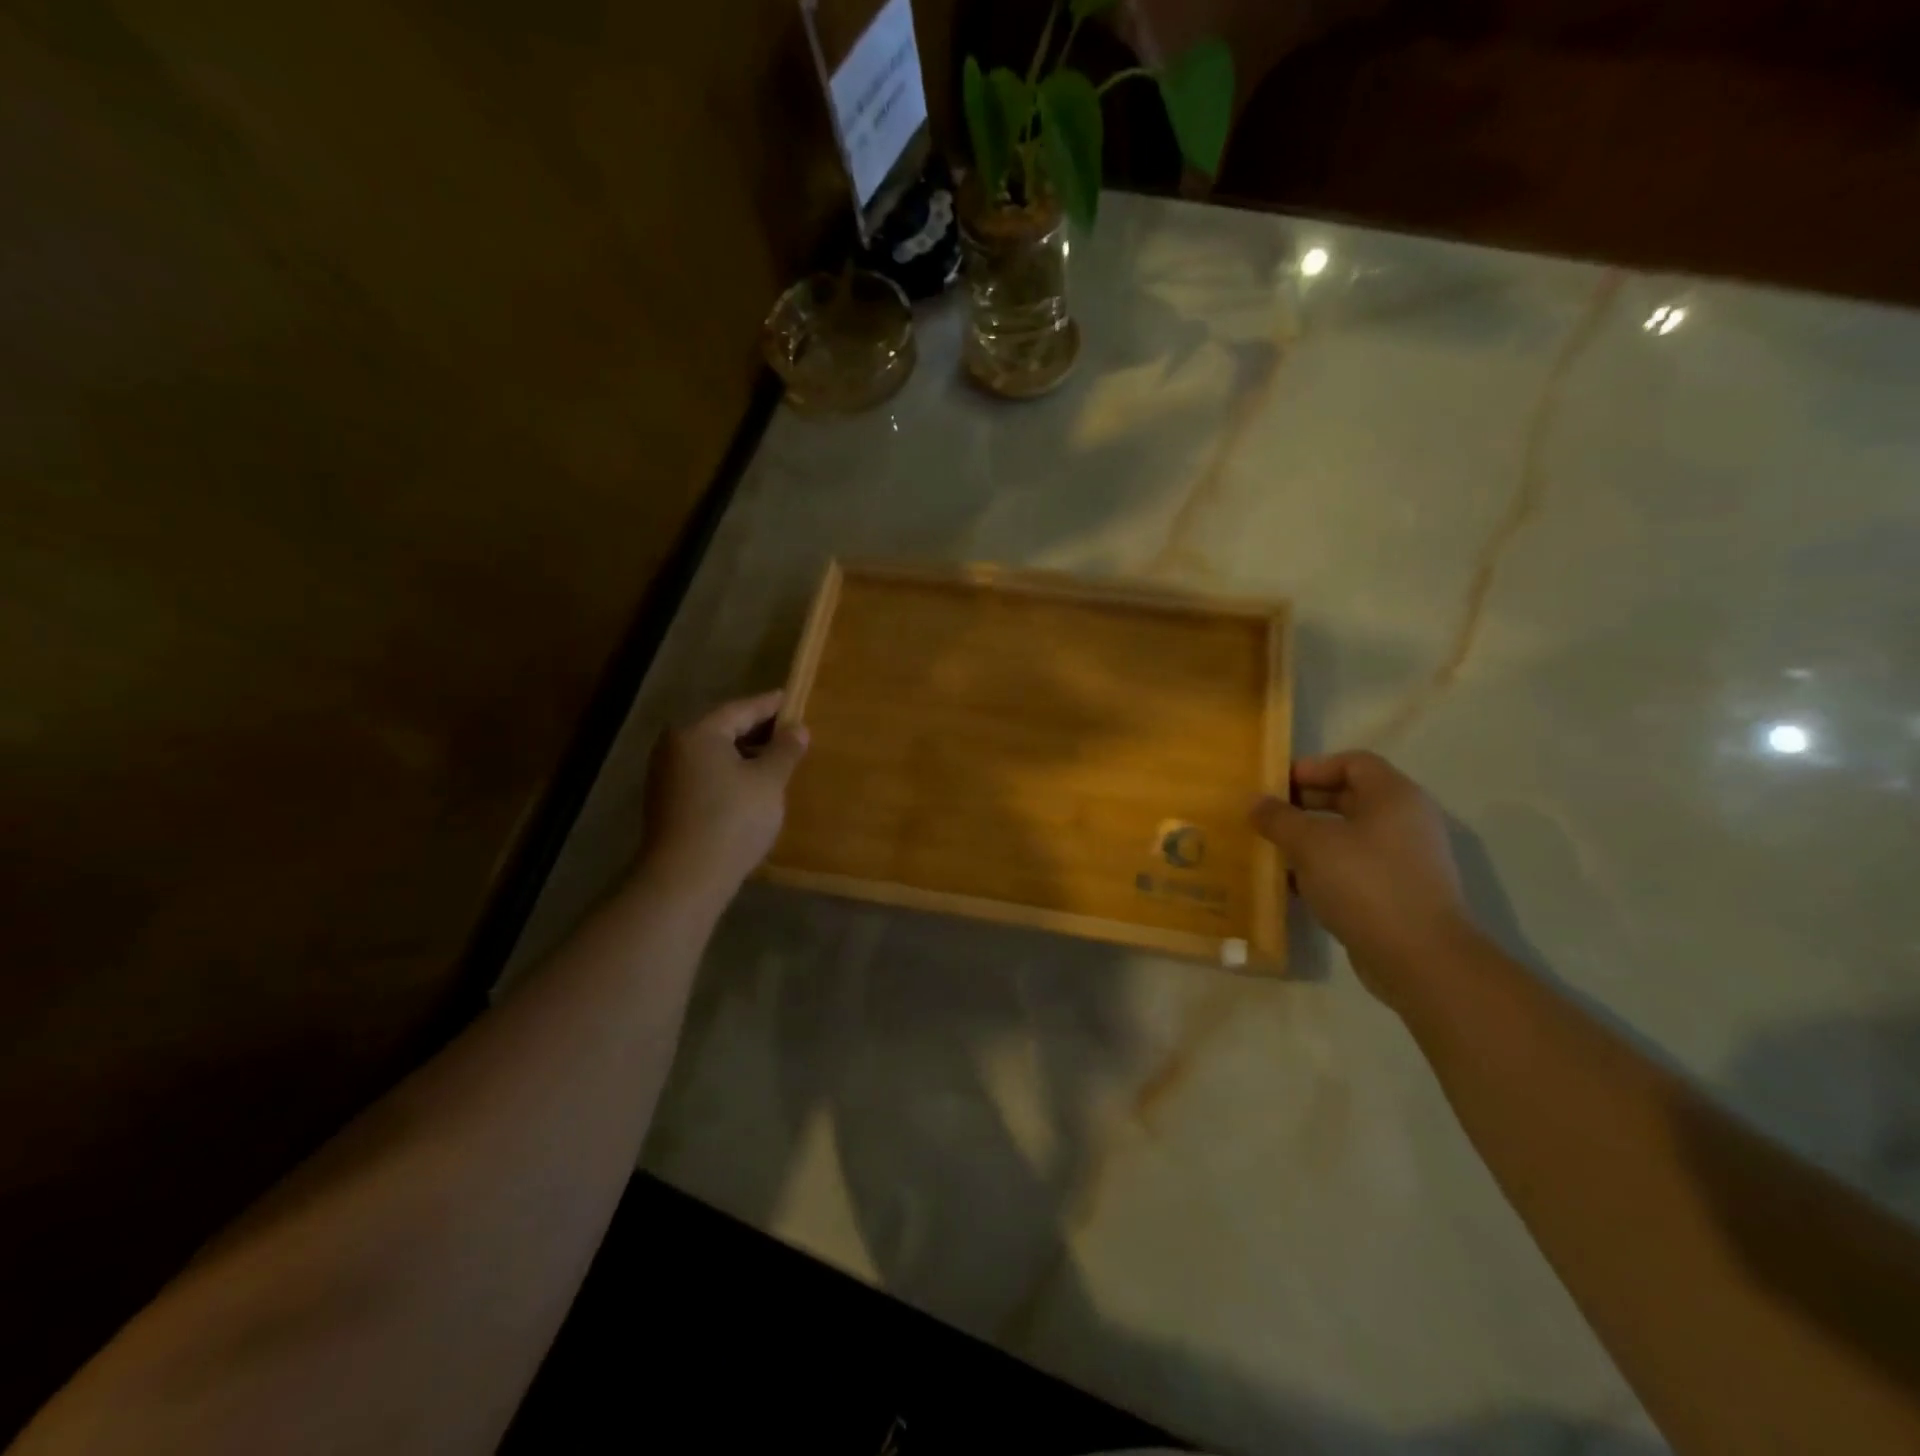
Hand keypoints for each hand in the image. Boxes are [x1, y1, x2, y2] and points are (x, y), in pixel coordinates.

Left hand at [641, 691, 807, 897]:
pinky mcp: (667, 804)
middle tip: (789, 731)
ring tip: (775, 761)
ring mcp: (666, 777)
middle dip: (757, 731)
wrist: (685, 878)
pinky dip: (729, 775)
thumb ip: (785, 750)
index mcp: (698, 733)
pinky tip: (750, 788)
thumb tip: (798, 729)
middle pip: (723, 730)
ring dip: (744, 756)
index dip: (770, 705)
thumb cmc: (732, 819)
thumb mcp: (768, 781)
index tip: (792, 698)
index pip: (741, 709)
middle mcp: (675, 747)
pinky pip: (705, 776)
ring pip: (713, 755)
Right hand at [1251, 752, 1478, 1005]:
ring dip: (1309, 839)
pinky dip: (1322, 869)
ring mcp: (1404, 859)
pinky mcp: (1397, 892)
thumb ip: (1279, 818)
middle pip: (1349, 797)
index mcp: (1393, 797)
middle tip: (1266, 816)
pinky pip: (1353, 867)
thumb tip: (1256, 803)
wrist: (1420, 958)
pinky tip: (1291, 885)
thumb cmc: (1365, 884)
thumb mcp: (1310, 844)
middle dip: (1304, 804)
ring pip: (1348, 835)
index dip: (1312, 768)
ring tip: (1272, 849)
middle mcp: (1405, 821)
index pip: (1352, 762)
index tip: (1275, 786)